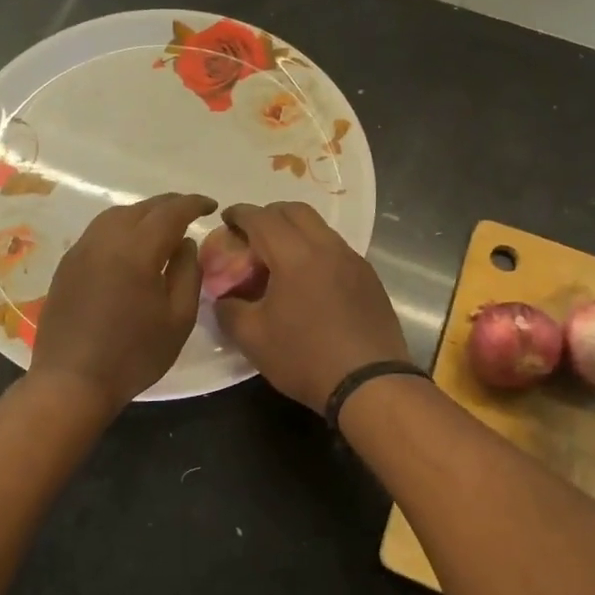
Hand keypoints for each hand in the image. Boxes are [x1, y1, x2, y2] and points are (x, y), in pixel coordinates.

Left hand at [29, 192, 215, 419]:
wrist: (71, 381)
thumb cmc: (133, 354)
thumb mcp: (178, 319)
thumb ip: (187, 273)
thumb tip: (185, 243)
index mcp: (137, 250)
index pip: (170, 211)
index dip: (194, 204)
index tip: (212, 207)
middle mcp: (106, 239)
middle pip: (142, 208)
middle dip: (170, 205)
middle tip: (191, 213)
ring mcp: (81, 250)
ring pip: (116, 215)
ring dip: (143, 213)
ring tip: (162, 226)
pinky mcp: (67, 264)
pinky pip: (99, 231)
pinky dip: (121, 227)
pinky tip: (130, 246)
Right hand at [213, 202, 408, 414]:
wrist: (370, 383)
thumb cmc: (306, 358)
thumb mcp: (253, 339)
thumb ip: (229, 311)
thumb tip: (224, 299)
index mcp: (295, 255)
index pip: (262, 218)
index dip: (240, 214)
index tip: (226, 219)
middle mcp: (327, 247)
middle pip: (295, 211)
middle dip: (269, 215)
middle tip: (252, 235)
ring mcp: (353, 260)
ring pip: (319, 228)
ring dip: (295, 232)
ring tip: (279, 259)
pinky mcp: (369, 277)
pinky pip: (336, 249)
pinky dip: (316, 251)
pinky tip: (309, 281)